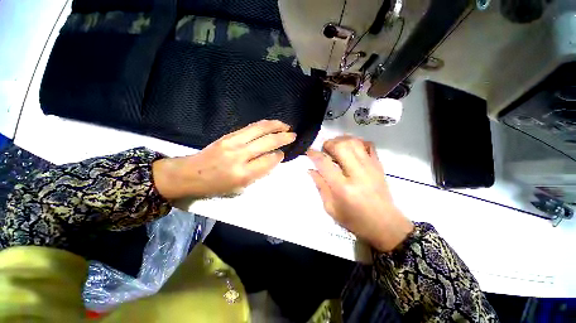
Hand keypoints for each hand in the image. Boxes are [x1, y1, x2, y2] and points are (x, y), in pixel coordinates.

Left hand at [153, 120, 295, 198]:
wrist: (189, 174)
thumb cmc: (216, 186)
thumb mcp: (239, 188)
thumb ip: (258, 173)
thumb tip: (272, 158)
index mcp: (243, 174)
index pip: (269, 160)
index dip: (279, 155)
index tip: (283, 153)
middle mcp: (240, 156)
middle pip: (267, 142)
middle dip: (283, 137)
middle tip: (293, 135)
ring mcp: (233, 142)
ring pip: (259, 129)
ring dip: (275, 126)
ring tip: (285, 126)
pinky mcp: (228, 135)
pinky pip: (250, 127)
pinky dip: (263, 125)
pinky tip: (270, 125)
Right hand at [307, 136, 413, 251]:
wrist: (385, 225)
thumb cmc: (355, 220)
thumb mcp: (331, 208)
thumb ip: (320, 187)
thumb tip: (311, 170)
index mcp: (342, 188)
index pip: (324, 163)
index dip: (314, 154)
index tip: (309, 152)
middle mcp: (357, 174)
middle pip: (341, 146)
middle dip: (328, 144)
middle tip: (324, 151)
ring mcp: (370, 167)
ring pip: (354, 142)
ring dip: (341, 141)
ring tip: (336, 148)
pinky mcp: (378, 165)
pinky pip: (368, 145)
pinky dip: (357, 142)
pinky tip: (351, 149)